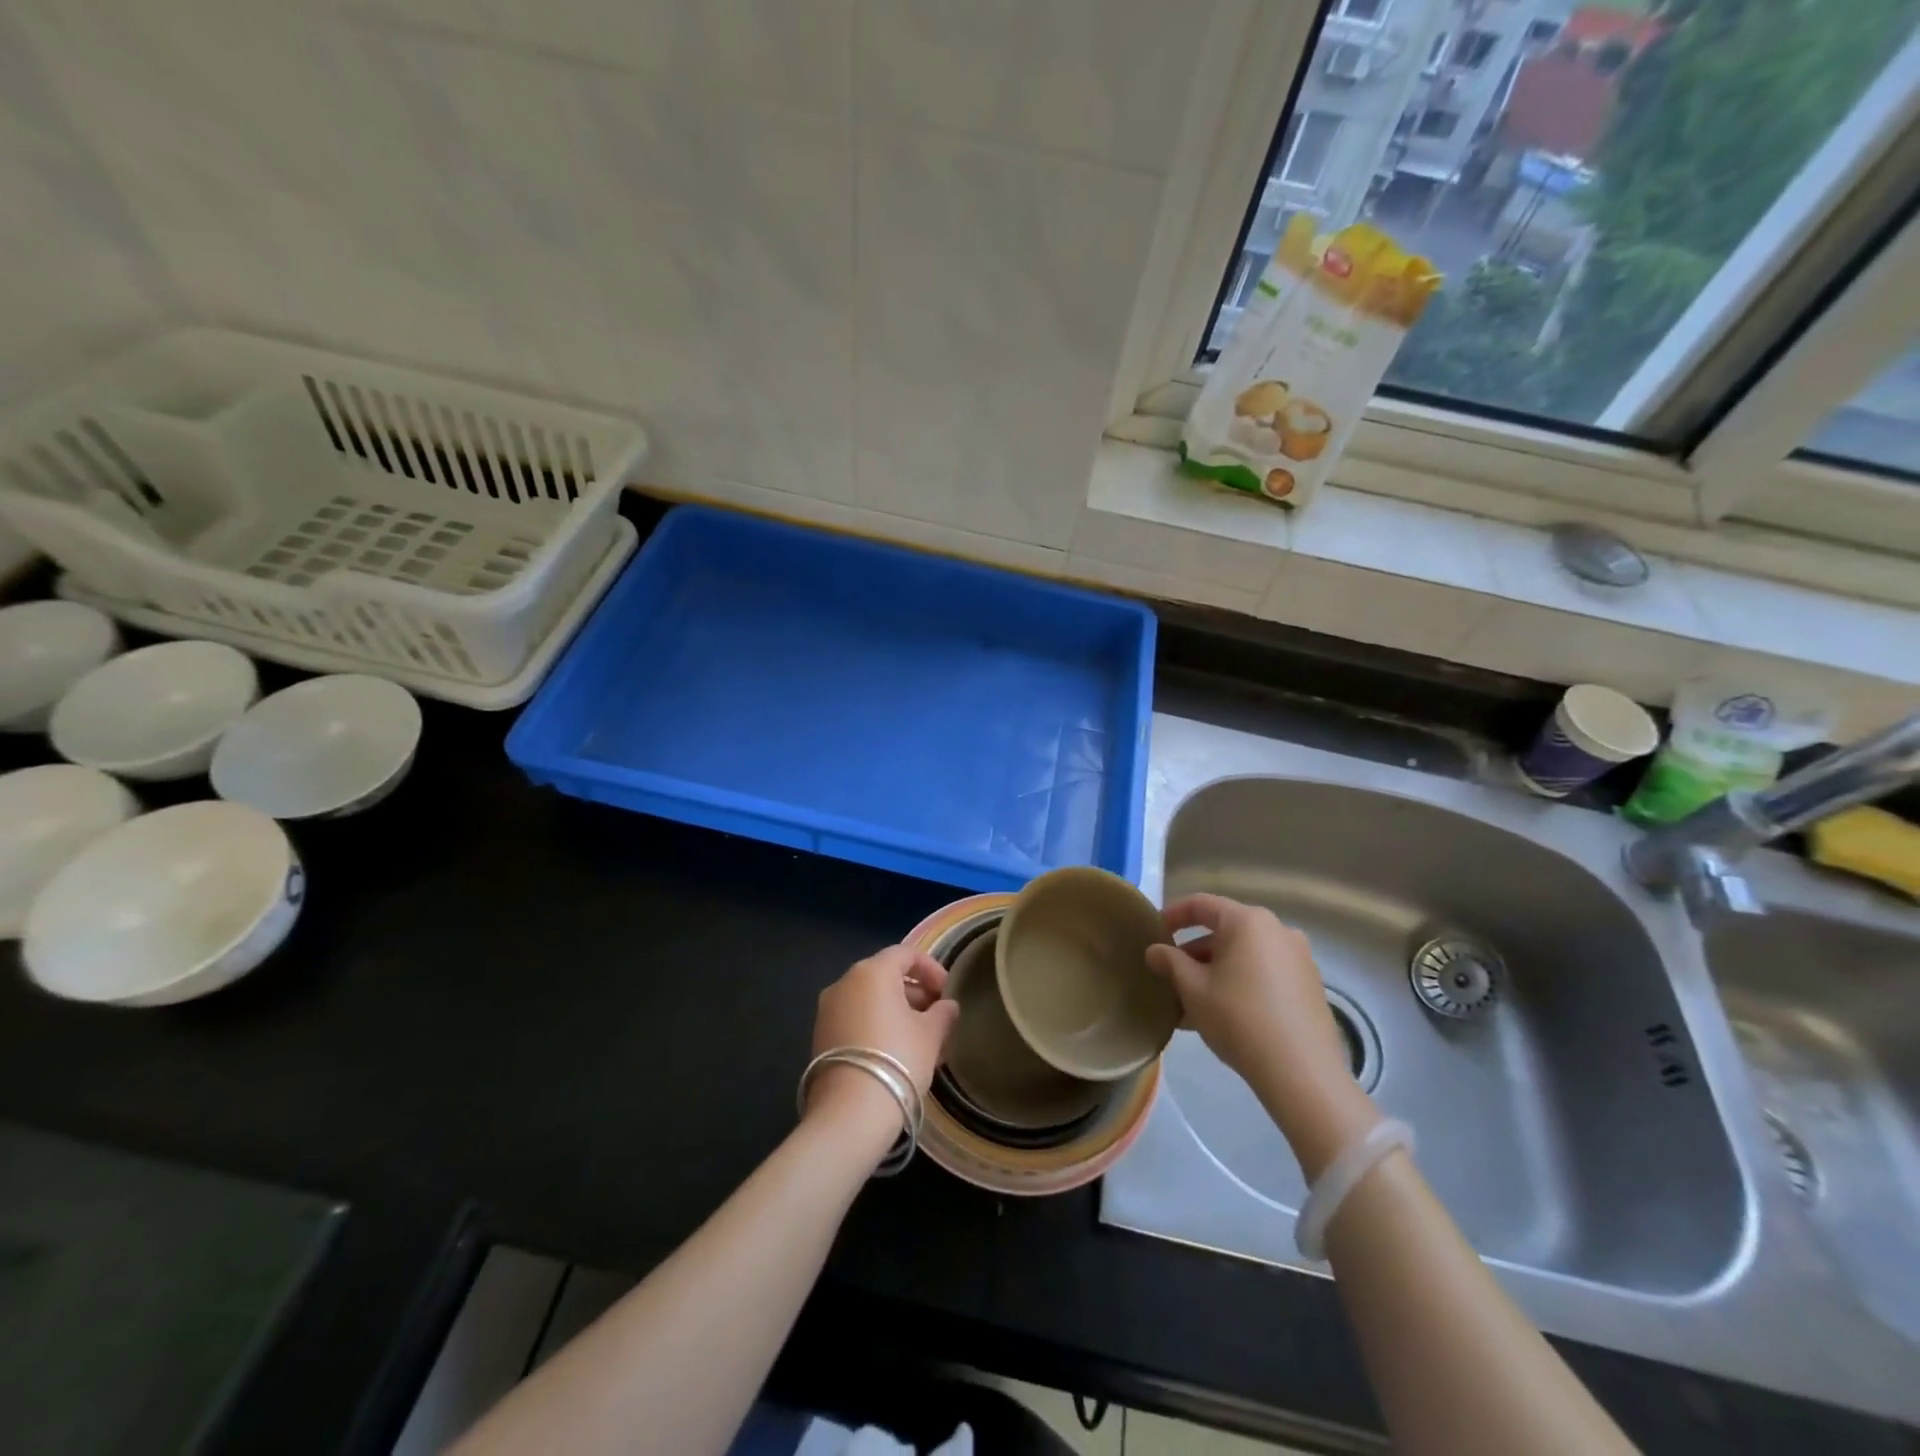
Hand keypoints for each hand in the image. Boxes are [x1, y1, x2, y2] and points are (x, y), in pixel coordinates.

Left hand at [806, 946, 960, 1131]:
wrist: (850, 1113)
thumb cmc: (898, 1060)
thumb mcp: (931, 1035)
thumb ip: (943, 1013)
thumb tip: (947, 1006)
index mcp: (872, 972)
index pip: (905, 954)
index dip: (931, 969)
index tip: (948, 991)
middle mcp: (844, 983)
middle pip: (885, 976)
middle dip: (914, 993)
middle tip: (937, 1017)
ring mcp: (827, 1010)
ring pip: (869, 1000)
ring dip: (896, 1012)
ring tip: (921, 1040)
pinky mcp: (820, 1037)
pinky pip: (855, 1020)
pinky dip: (876, 1026)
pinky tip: (896, 1054)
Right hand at [1146, 894, 1376, 1176]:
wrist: (1301, 1073)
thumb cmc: (1238, 1018)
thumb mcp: (1193, 989)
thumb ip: (1170, 962)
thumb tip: (1154, 951)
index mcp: (1248, 921)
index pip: (1201, 904)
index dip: (1173, 915)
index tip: (1154, 934)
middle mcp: (1277, 930)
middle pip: (1225, 931)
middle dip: (1194, 952)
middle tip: (1171, 975)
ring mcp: (1299, 958)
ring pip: (1245, 955)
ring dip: (1216, 971)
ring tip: (1192, 1001)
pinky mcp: (1310, 985)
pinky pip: (1265, 972)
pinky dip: (1240, 982)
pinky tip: (1223, 1014)